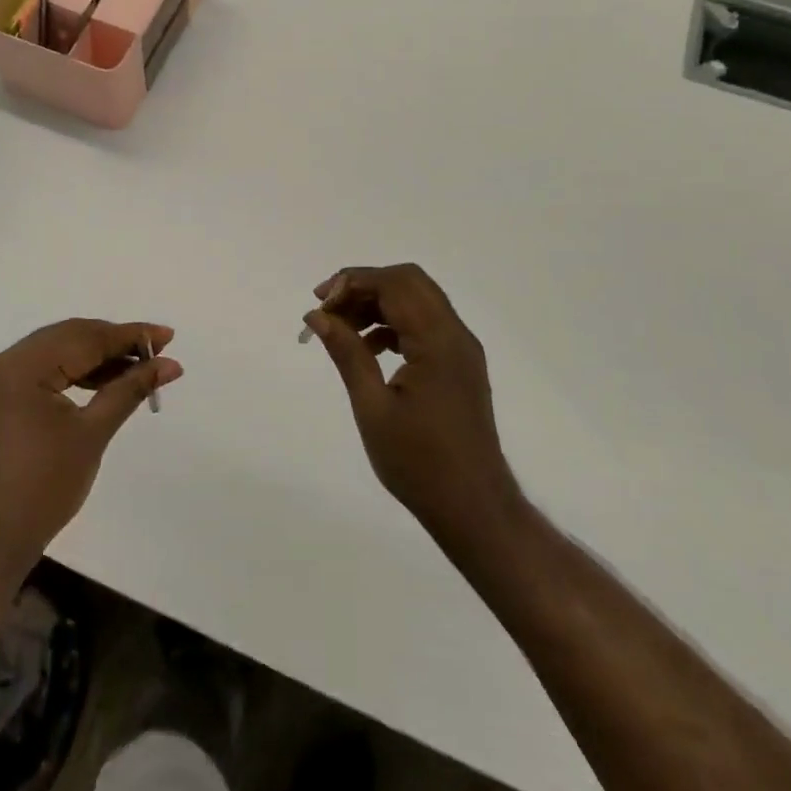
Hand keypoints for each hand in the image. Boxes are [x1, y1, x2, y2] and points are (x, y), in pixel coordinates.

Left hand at [0, 318, 181, 570]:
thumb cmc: (43, 488)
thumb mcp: (92, 433)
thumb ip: (130, 389)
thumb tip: (170, 364)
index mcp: (20, 367)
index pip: (83, 338)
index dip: (129, 335)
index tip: (168, 335)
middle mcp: (3, 362)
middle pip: (69, 338)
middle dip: (115, 342)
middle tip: (159, 347)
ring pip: (57, 352)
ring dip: (98, 358)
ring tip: (141, 366)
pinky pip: (44, 371)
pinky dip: (76, 373)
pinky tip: (107, 381)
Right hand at [305, 264, 521, 544]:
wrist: (474, 508)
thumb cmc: (419, 463)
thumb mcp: (373, 408)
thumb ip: (347, 353)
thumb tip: (317, 315)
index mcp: (438, 341)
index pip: (394, 283)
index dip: (352, 282)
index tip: (318, 303)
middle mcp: (456, 335)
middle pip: (409, 282)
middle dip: (365, 286)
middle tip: (327, 308)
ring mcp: (462, 349)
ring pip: (417, 301)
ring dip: (378, 304)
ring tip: (340, 329)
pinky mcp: (459, 365)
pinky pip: (425, 325)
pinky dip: (394, 323)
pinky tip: (368, 349)